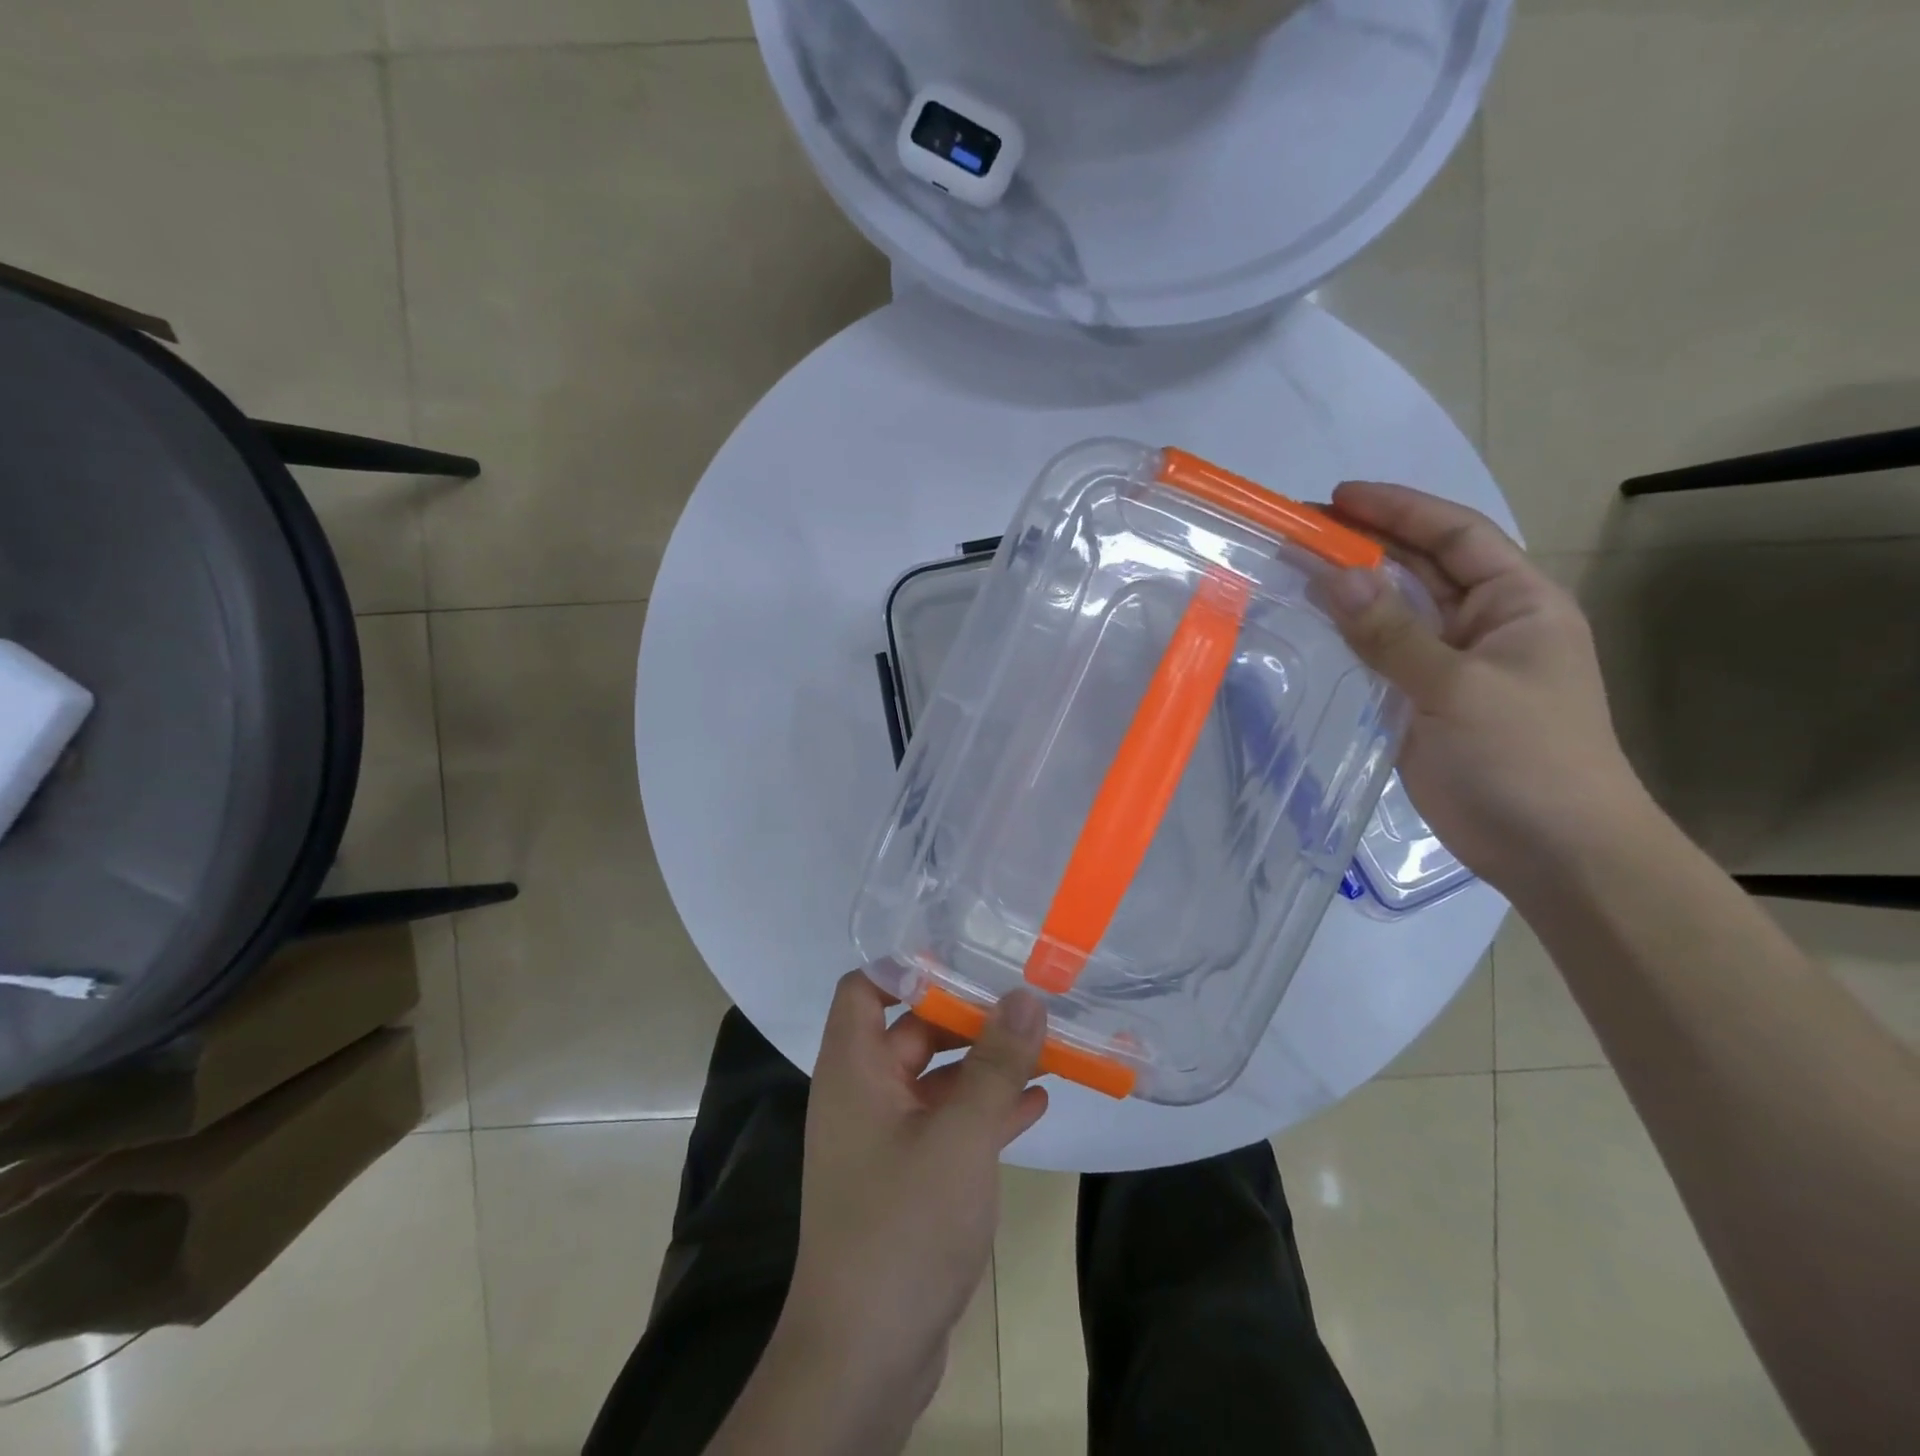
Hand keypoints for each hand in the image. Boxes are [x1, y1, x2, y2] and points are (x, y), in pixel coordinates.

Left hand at [778, 972, 1048, 1427]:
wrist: (866, 1356)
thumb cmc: (903, 1225)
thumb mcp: (960, 1136)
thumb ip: (996, 1064)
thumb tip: (1026, 995)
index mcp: (854, 1069)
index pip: (865, 988)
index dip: (908, 966)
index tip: (967, 956)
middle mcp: (864, 1094)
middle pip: (913, 1029)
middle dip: (968, 1015)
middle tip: (1026, 997)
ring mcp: (886, 1138)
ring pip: (938, 1079)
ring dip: (986, 1064)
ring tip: (1045, 1044)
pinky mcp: (909, 1177)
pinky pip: (949, 1123)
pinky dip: (985, 1110)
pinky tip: (1036, 1103)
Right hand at [1321, 480, 1647, 889]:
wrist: (1553, 851)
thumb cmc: (1524, 757)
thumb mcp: (1458, 686)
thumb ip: (1391, 632)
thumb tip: (1333, 574)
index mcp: (1517, 604)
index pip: (1457, 536)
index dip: (1400, 509)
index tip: (1337, 497)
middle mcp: (1484, 626)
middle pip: (1421, 569)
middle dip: (1366, 545)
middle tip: (1299, 532)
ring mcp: (1451, 668)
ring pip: (1394, 615)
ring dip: (1350, 592)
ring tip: (1293, 572)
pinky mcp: (1422, 704)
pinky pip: (1379, 659)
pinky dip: (1346, 640)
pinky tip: (1309, 630)